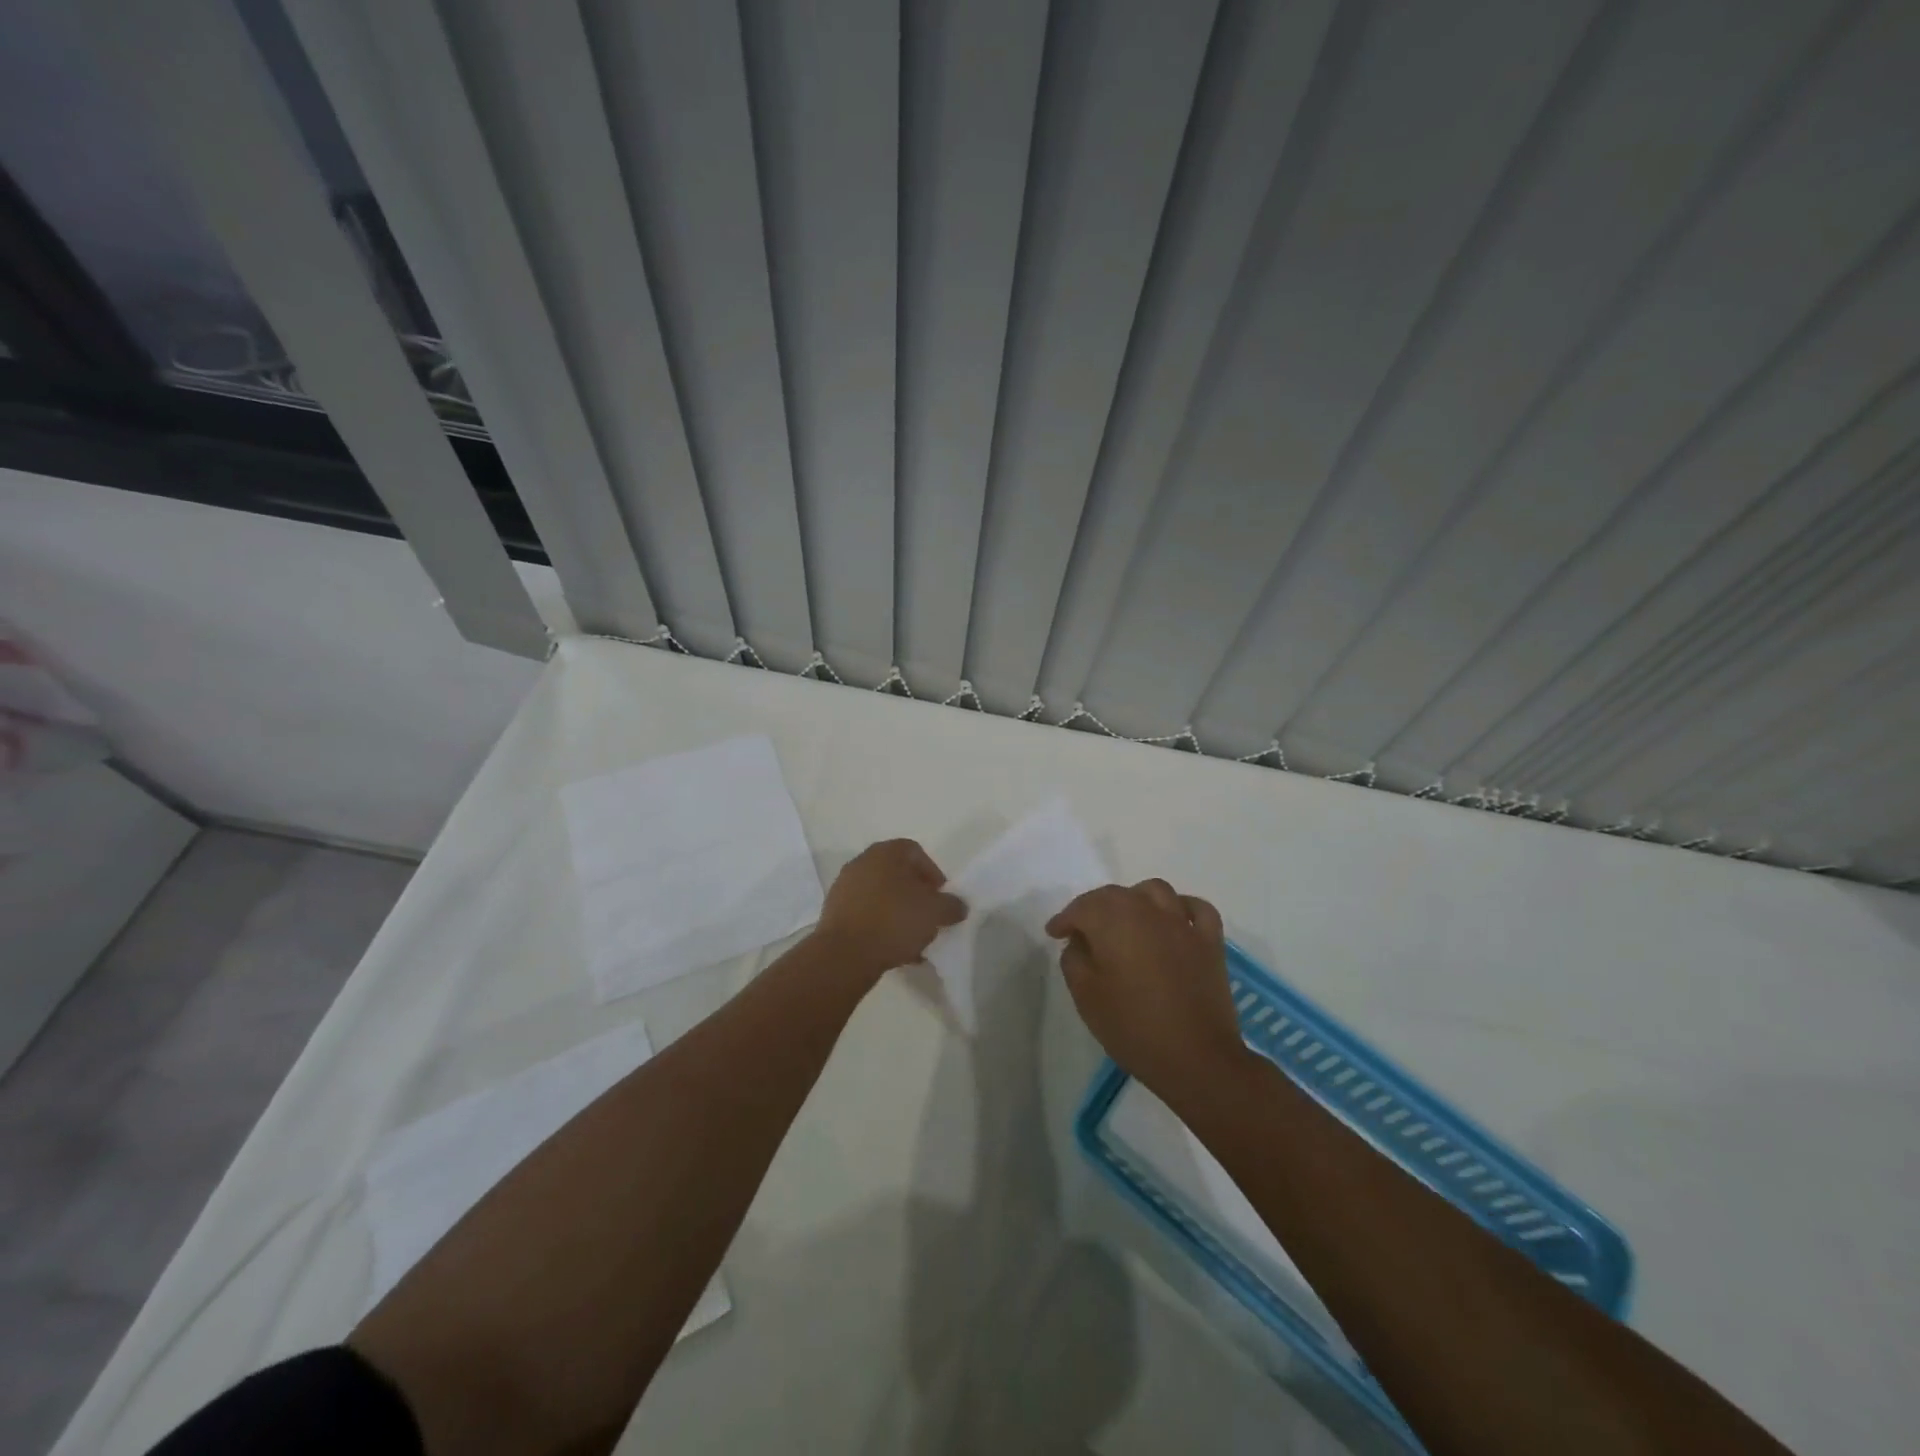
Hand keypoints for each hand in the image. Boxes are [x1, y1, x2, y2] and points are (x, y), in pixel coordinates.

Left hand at [815, 839, 965, 980]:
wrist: (844, 954)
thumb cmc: (894, 921)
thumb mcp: (935, 912)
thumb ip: (952, 905)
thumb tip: (958, 905)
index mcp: (885, 853)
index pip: (915, 852)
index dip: (933, 873)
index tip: (941, 897)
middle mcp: (862, 863)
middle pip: (897, 874)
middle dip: (916, 895)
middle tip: (929, 917)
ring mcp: (844, 888)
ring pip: (882, 897)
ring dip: (900, 913)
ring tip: (914, 939)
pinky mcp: (834, 914)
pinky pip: (866, 915)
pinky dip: (882, 927)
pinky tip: (895, 950)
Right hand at [1047, 879, 1247, 1101]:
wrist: (1196, 1058)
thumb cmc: (1133, 1027)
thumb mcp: (1086, 997)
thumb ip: (1074, 959)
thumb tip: (1080, 942)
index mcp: (1113, 921)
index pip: (1081, 908)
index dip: (1065, 919)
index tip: (1054, 933)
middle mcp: (1147, 910)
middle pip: (1115, 895)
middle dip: (1094, 907)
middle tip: (1083, 930)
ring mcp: (1182, 923)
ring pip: (1154, 891)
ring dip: (1135, 899)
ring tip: (1127, 920)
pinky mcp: (1210, 941)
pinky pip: (1196, 909)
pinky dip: (1181, 907)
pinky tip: (1173, 920)